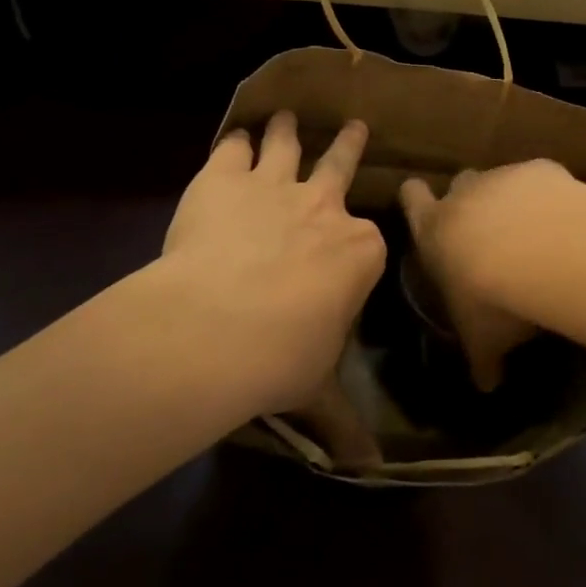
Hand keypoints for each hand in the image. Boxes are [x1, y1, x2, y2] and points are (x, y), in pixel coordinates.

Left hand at [156, 112, 384, 418]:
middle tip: (355, 124)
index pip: (368, 239)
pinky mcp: (224, 180)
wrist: (215, 328)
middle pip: (341, 164)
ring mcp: (274, 186)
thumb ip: (343, 422)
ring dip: (287, 129)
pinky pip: (234, 149)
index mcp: (358, 250)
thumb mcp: (317, 390)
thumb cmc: (281, 358)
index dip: (358, 243)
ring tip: (285, 116)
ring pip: (287, 144)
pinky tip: (234, 138)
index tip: (352, 244)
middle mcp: (324, 206)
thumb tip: (370, 470)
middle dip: (349, 143)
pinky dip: (235, 142)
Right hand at [399, 160, 572, 390]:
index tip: (420, 201)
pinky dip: (547, 196)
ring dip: (511, 200)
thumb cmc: (492, 298)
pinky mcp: (540, 170)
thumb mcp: (482, 338)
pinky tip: (564, 221)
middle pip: (458, 184)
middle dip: (469, 201)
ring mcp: (502, 177)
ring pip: (499, 180)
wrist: (543, 251)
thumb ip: (482, 358)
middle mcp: (463, 194)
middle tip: (487, 232)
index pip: (411, 198)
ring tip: (534, 233)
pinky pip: (540, 180)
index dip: (415, 199)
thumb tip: (487, 386)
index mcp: (434, 230)